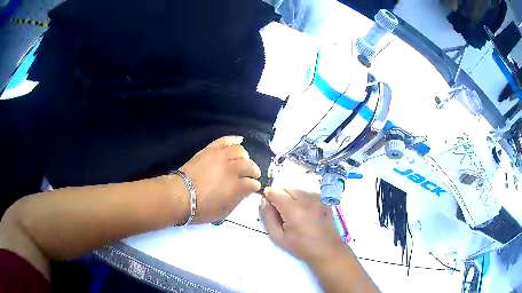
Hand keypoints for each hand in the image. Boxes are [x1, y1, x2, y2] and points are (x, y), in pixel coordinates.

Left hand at [180, 136, 261, 223]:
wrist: (180, 195)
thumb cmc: (201, 208)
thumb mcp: (223, 212)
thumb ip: (237, 200)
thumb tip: (246, 191)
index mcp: (236, 186)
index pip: (252, 183)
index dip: (254, 185)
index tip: (253, 186)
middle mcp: (232, 169)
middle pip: (249, 165)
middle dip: (254, 170)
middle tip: (252, 174)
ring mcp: (221, 157)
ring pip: (240, 150)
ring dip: (245, 156)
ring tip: (243, 160)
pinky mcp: (210, 150)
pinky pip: (225, 140)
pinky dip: (234, 139)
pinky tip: (240, 140)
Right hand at [260, 187, 343, 264]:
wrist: (327, 249)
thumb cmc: (301, 247)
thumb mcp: (278, 237)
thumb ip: (268, 217)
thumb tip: (264, 201)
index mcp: (293, 210)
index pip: (275, 191)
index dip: (269, 197)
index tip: (270, 207)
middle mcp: (306, 199)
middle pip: (286, 187)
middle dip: (280, 196)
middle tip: (282, 213)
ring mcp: (317, 198)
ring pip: (297, 189)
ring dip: (291, 197)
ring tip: (294, 213)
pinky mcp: (324, 199)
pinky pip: (307, 193)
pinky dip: (302, 198)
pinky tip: (305, 212)